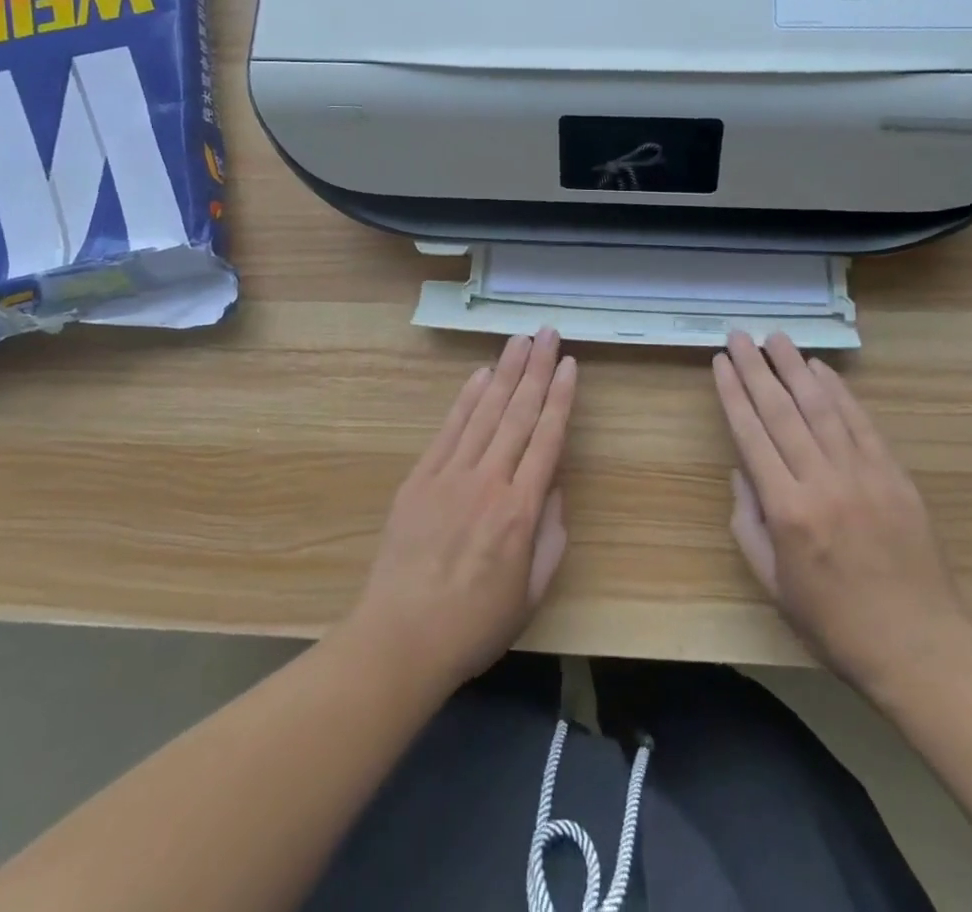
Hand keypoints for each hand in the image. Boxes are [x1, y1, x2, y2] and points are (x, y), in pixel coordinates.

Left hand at [347, 329, 576, 694]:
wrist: (401, 638)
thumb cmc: (474, 625)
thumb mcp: (531, 593)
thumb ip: (550, 537)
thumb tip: (553, 487)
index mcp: (521, 511)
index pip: (547, 438)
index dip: (561, 397)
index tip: (570, 364)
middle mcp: (489, 481)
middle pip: (518, 413)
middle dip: (537, 369)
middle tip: (548, 333)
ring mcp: (451, 475)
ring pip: (485, 412)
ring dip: (505, 373)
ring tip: (520, 340)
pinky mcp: (420, 478)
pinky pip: (449, 430)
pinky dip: (466, 399)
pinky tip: (481, 375)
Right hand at [713, 331, 971, 704]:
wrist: (919, 648)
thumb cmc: (834, 623)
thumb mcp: (773, 582)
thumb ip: (748, 523)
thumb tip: (741, 472)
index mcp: (787, 510)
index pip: (751, 434)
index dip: (732, 393)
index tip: (721, 362)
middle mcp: (822, 481)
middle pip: (781, 410)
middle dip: (756, 368)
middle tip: (740, 335)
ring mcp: (863, 474)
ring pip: (821, 406)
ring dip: (795, 367)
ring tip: (776, 338)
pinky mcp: (894, 475)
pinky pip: (861, 423)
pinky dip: (839, 391)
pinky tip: (820, 370)